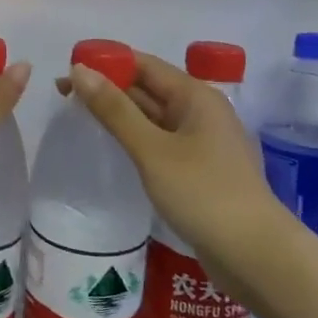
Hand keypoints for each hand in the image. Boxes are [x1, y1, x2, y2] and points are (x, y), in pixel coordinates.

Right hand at [64, 51, 277, 258]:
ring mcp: (201, 143)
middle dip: (107, 88)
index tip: (67, 70)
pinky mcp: (198, 170)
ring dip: (119, 114)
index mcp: (195, 96)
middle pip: (148, 88)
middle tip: (62, 96)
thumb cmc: (203, 193)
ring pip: (153, 117)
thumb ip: (114, 110)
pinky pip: (160, 143)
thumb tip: (79, 70)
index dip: (105, 62)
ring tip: (77, 118)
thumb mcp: (152, 149)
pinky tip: (111, 149)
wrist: (255, 255)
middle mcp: (200, 112)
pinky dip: (134, 139)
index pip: (143, 64)